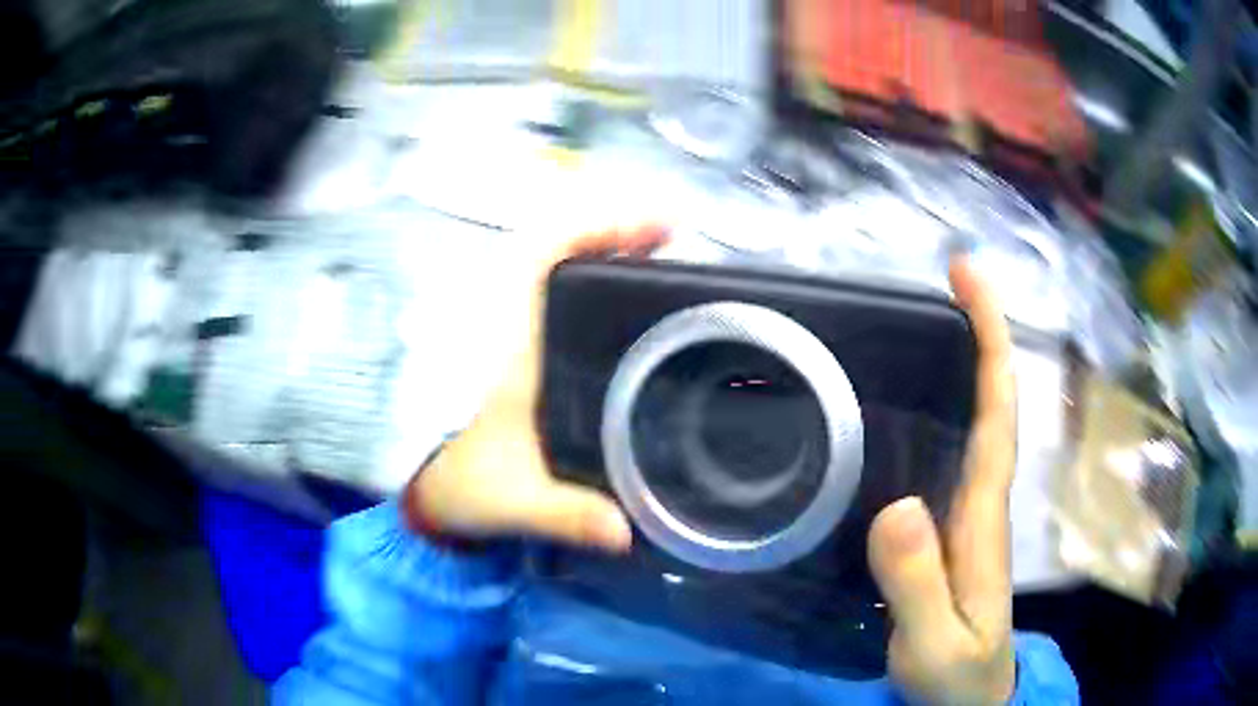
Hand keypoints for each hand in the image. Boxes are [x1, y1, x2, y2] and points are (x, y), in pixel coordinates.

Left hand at [402, 225, 667, 552]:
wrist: (414, 478)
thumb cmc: (457, 477)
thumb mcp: (514, 499)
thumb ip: (568, 516)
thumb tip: (628, 533)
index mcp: (509, 343)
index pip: (547, 255)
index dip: (602, 228)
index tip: (661, 227)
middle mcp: (507, 321)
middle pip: (559, 247)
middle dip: (618, 234)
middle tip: (675, 241)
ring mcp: (506, 326)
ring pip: (553, 264)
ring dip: (605, 252)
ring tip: (658, 260)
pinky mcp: (509, 341)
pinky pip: (549, 290)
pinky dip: (587, 278)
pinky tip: (619, 300)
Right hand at [868, 258, 1017, 704]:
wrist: (971, 702)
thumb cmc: (956, 677)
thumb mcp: (934, 646)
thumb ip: (918, 587)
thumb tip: (898, 504)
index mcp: (985, 519)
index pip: (998, 415)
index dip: (990, 343)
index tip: (969, 281)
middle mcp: (985, 502)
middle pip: (994, 403)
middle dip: (982, 332)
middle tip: (950, 275)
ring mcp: (971, 516)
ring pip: (978, 422)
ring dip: (966, 362)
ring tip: (934, 315)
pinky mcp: (953, 532)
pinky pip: (956, 452)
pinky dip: (950, 409)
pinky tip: (919, 404)